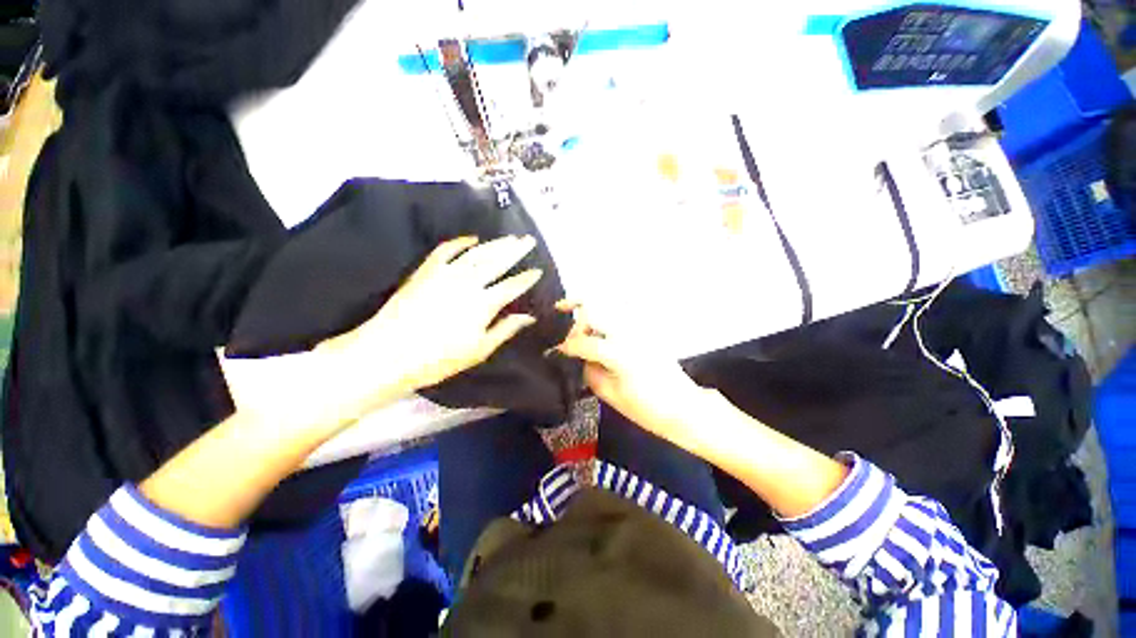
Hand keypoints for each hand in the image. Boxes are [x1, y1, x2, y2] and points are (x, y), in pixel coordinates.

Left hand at [222, 236, 541, 431]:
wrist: (388, 353)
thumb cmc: (439, 359)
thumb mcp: (479, 350)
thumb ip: (505, 329)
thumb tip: (528, 316)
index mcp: (484, 303)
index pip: (512, 286)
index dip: (527, 278)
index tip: (538, 270)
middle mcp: (468, 282)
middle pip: (497, 261)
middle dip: (516, 250)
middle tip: (528, 240)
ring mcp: (446, 273)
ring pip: (477, 252)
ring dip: (495, 243)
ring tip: (509, 237)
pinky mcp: (426, 270)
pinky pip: (446, 250)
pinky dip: (460, 242)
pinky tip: (472, 238)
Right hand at [555, 302, 714, 448]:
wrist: (683, 406)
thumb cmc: (647, 408)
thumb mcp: (611, 395)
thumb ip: (591, 372)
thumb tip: (581, 358)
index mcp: (618, 354)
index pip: (584, 342)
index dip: (566, 346)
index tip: (557, 350)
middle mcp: (628, 333)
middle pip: (594, 310)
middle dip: (576, 316)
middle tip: (566, 326)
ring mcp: (640, 328)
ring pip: (608, 303)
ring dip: (590, 307)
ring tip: (577, 313)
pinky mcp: (647, 329)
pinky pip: (623, 309)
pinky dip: (607, 308)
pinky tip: (599, 319)